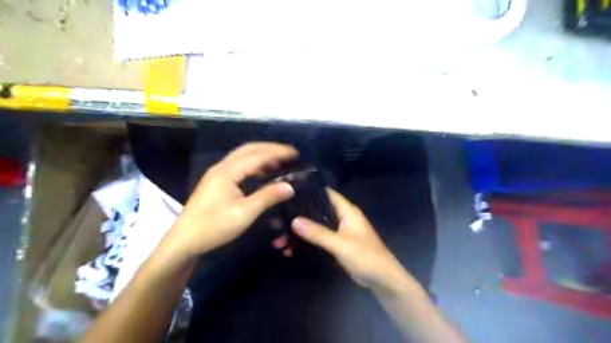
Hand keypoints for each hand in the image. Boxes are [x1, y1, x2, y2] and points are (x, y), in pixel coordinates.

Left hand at [169, 142, 298, 256]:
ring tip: (279, 162)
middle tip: (289, 153)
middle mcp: (222, 167)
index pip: (258, 155)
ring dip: (261, 155)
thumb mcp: (244, 213)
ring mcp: (217, 173)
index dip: (278, 153)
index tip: (295, 153)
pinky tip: (261, 173)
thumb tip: (289, 186)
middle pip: (249, 149)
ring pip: (242, 156)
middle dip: (270, 148)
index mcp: (228, 171)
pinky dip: (253, 164)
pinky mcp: (216, 181)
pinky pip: (238, 165)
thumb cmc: (214, 227)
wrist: (184, 240)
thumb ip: (267, 197)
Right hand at [286, 188, 410, 289]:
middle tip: (278, 217)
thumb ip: (317, 232)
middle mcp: (342, 217)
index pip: (326, 193)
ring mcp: (339, 231)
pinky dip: (307, 241)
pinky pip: (319, 238)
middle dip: (300, 214)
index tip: (289, 193)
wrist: (382, 279)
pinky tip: (291, 248)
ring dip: (301, 230)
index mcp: (347, 210)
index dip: (309, 191)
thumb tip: (294, 220)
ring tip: (279, 236)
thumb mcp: (340, 243)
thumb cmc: (365, 256)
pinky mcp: (337, 244)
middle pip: (318, 210)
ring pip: (317, 225)